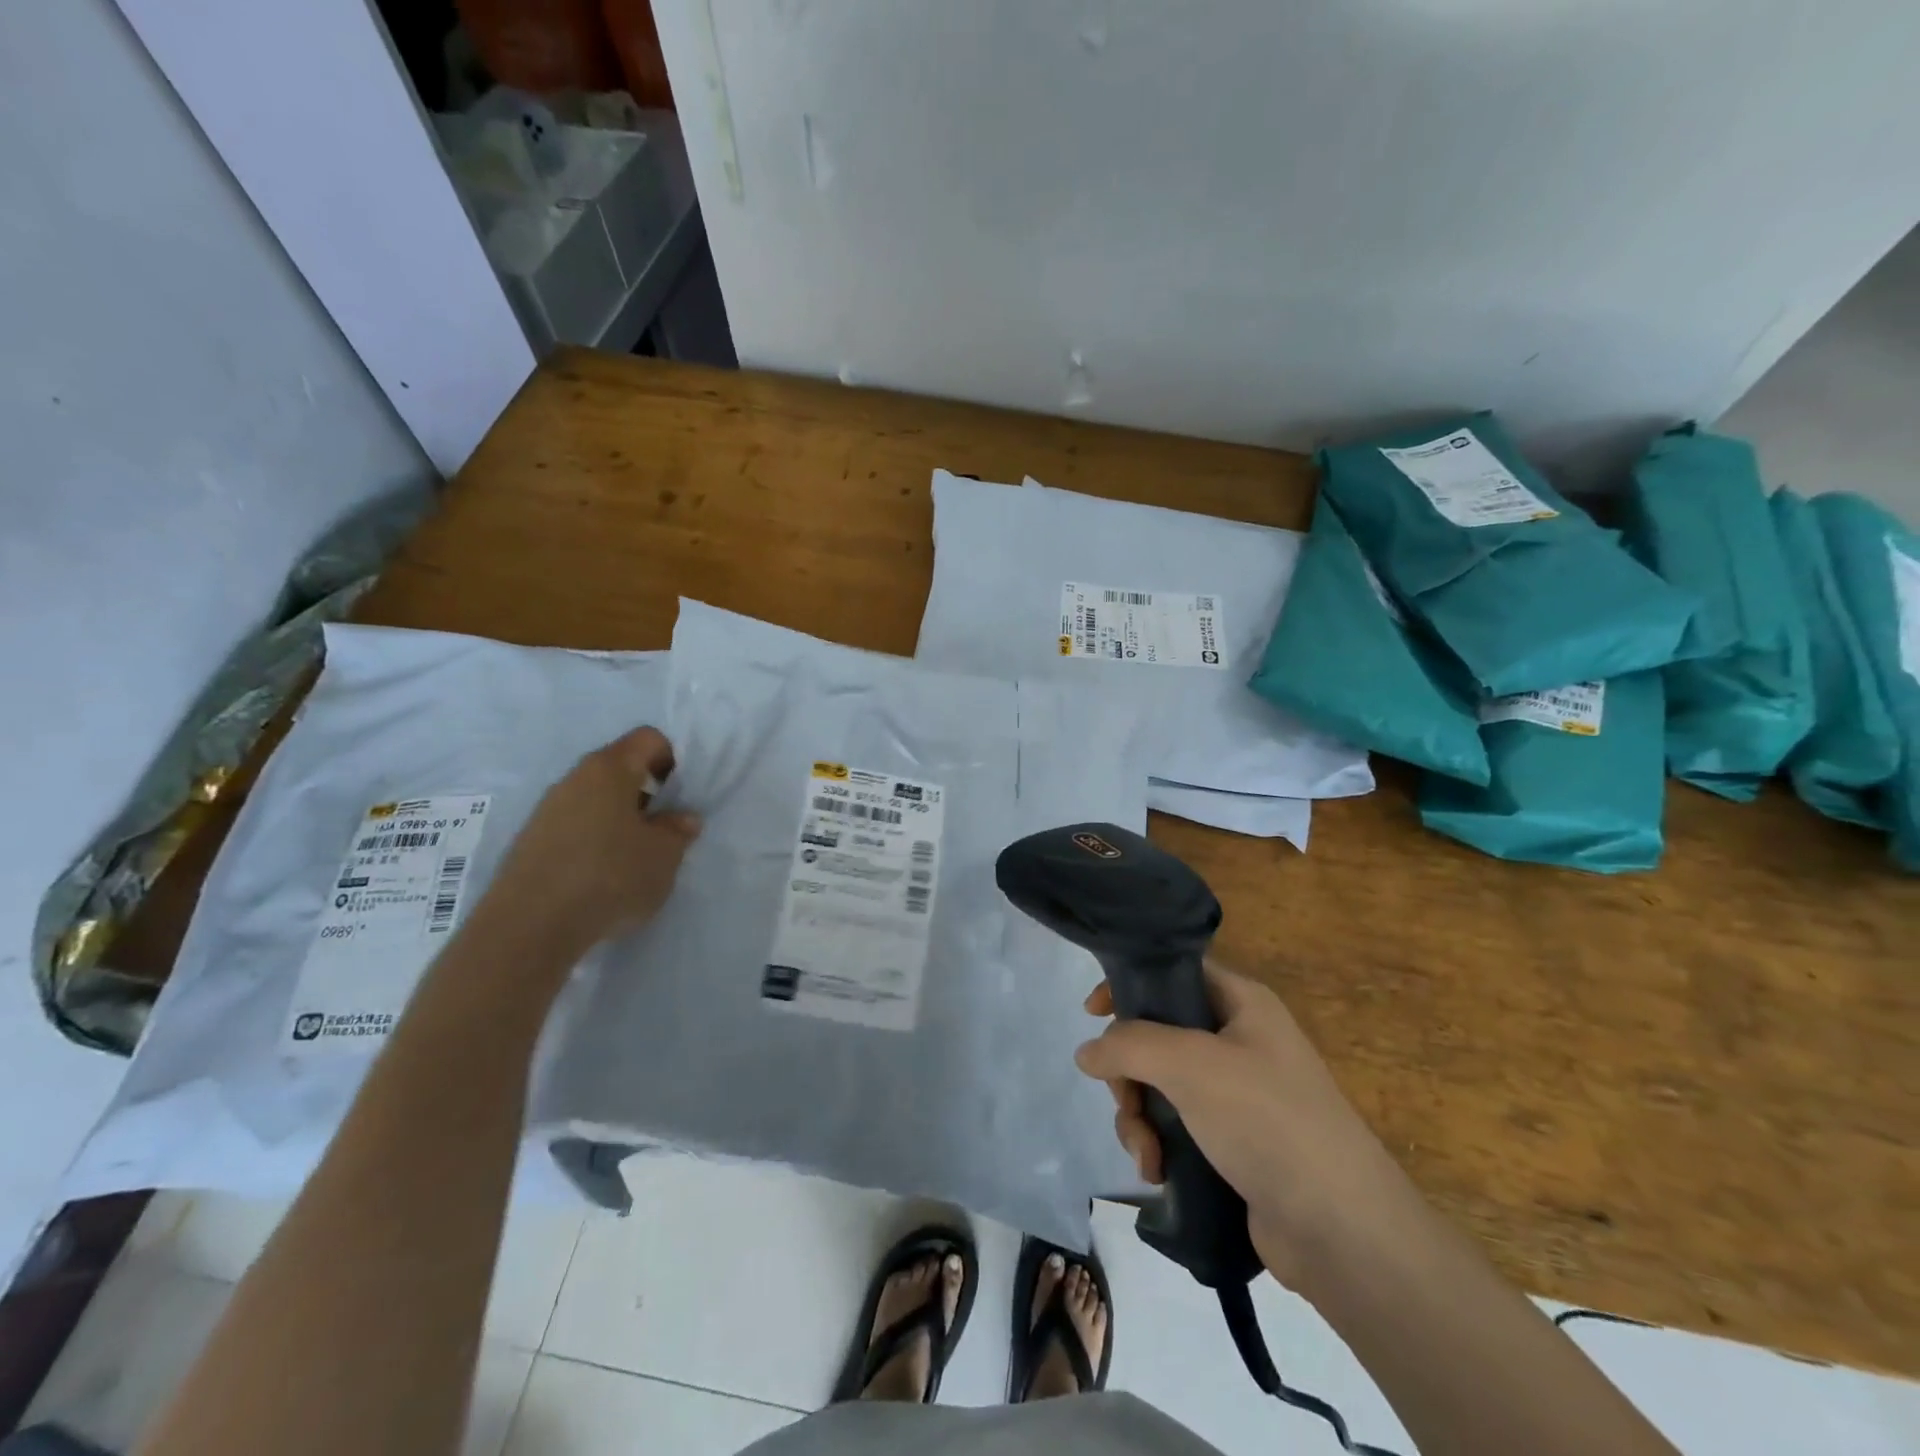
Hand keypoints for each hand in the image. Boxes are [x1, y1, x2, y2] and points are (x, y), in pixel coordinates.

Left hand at [476, 727, 700, 955]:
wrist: (529, 927)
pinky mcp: (530, 841)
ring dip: (619, 819)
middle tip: (661, 830)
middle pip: (619, 768)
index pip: (648, 739)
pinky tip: (600, 877)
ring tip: (632, 859)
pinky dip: (594, 841)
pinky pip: (574, 826)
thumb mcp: (664, 855)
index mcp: (610, 769)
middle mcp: (574, 778)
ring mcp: (547, 809)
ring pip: (595, 799)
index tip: (679, 797)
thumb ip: (678, 830)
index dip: (672, 760)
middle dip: (646, 793)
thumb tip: (681, 818)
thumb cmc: (610, 876)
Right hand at [1075, 962, 1418, 1286]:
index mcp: (1241, 1003)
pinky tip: (1156, 1171)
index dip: (1130, 985)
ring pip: (1160, 1084)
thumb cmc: (1268, 1120)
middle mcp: (1239, 1040)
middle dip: (1129, 1071)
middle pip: (1158, 1034)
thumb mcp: (1191, 1064)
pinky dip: (1158, 1143)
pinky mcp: (1232, 1143)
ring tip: (1145, 1152)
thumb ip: (1129, 1045)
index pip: (1174, 973)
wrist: (1343, 1232)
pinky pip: (1176, 1125)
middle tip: (1124, 1099)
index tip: (1091, 1013)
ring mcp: (1236, 1094)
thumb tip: (1086, 1050)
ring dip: (1138, 1115)